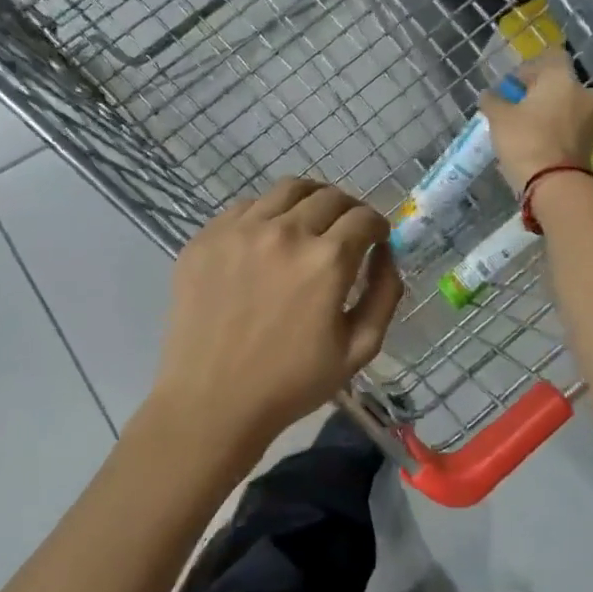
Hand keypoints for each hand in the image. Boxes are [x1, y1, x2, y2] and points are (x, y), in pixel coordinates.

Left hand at [150, 179, 403, 458]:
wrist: (212, 402)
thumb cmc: (292, 383)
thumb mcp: (359, 349)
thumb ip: (385, 294)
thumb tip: (386, 253)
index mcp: (326, 261)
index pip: (364, 217)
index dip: (377, 226)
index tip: (375, 239)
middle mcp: (284, 232)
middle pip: (329, 196)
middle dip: (348, 210)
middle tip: (346, 232)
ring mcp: (239, 231)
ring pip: (287, 190)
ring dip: (310, 201)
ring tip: (309, 224)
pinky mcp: (206, 238)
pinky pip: (246, 207)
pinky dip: (268, 214)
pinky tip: (268, 241)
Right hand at [482, 50, 592, 192]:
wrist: (555, 184)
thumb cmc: (525, 140)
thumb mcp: (499, 118)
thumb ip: (493, 101)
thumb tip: (489, 94)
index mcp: (563, 78)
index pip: (551, 57)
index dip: (531, 68)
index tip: (514, 86)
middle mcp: (584, 93)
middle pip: (562, 84)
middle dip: (543, 92)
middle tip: (520, 107)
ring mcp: (592, 119)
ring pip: (569, 107)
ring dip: (552, 113)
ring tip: (529, 129)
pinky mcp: (592, 144)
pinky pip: (573, 129)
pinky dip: (560, 132)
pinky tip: (541, 144)